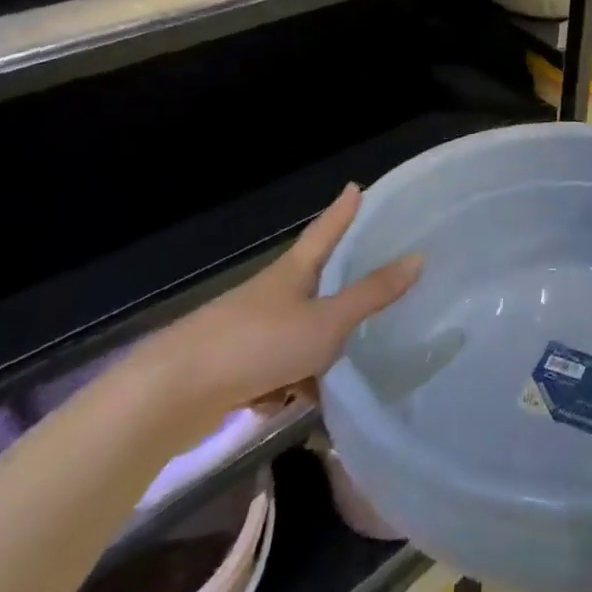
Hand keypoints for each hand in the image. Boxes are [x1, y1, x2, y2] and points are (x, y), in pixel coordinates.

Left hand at [128, 184, 420, 443]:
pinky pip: (276, 370)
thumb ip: (372, 294)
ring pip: (297, 335)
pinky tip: (297, 405)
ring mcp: (249, 332)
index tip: (355, 186)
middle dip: (336, 289)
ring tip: (345, 372)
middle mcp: (271, 295)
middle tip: (370, 285)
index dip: (343, 211)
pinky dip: (289, 385)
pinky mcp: (235, 369)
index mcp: (293, 273)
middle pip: (312, 283)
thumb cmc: (258, 343)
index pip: (325, 231)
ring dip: (316, 352)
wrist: (173, 395)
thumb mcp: (326, 321)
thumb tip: (418, 256)